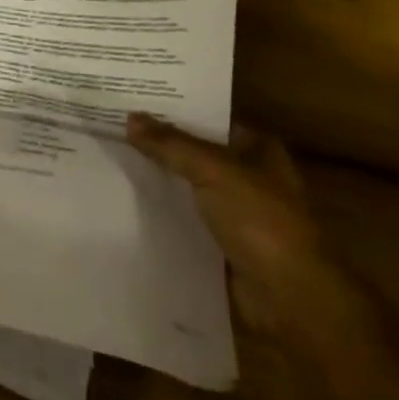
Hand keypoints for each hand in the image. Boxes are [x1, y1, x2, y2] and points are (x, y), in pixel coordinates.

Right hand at [126, 114, 339, 332]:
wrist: (289, 298)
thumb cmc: (262, 222)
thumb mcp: (215, 171)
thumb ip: (171, 145)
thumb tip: (130, 118)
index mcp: (257, 150)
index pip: (208, 120)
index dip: (173, 110)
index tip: (132, 101)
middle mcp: (247, 176)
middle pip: (194, 153)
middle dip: (159, 145)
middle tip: (112, 128)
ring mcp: (234, 213)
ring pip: (187, 188)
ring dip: (157, 180)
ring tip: (109, 160)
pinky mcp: (220, 245)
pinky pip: (184, 220)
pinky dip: (160, 214)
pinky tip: (125, 202)